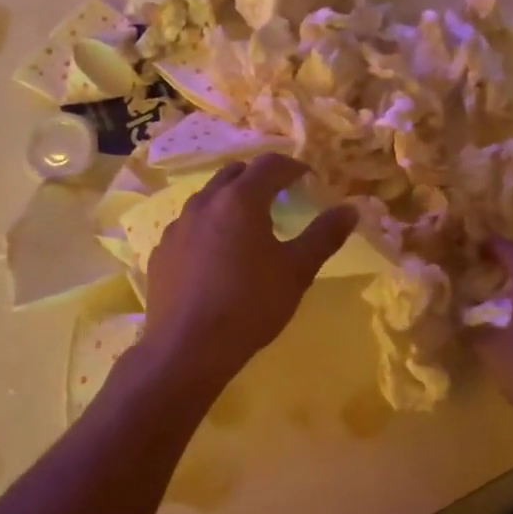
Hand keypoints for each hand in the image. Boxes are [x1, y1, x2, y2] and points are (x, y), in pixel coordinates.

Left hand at [141, 155, 357, 388]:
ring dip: (231, 201)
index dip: (293, 167)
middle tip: (279, 198)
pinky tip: (216, 257)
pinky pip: (189, 226)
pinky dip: (208, 227)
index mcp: (240, 200)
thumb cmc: (250, 305)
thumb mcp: (297, 271)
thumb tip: (350, 209)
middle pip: (235, 173)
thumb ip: (324, 235)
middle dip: (259, 179)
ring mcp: (178, 226)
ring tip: (247, 228)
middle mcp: (204, 202)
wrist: (187, 349)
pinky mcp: (161, 251)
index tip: (308, 180)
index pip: (270, 164)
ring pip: (208, 198)